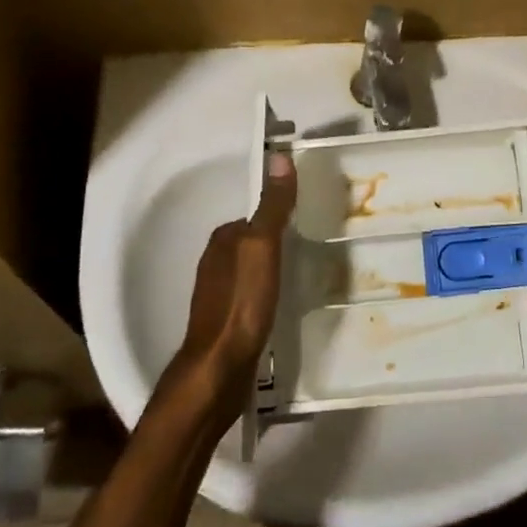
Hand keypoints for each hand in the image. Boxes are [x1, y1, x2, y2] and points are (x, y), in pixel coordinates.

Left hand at [163, 152, 296, 425]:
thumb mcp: (263, 246)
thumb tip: (278, 156)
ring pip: (251, 270)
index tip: (308, 221)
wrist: (218, 371)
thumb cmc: (242, 303)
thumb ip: (272, 205)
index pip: (255, 216)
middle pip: (253, 243)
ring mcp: (217, 295)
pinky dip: (266, 294)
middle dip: (278, 243)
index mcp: (222, 240)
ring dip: (272, 270)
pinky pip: (251, 296)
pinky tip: (281, 305)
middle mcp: (215, 263)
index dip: (280, 216)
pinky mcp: (225, 323)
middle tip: (312, 249)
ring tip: (302, 276)